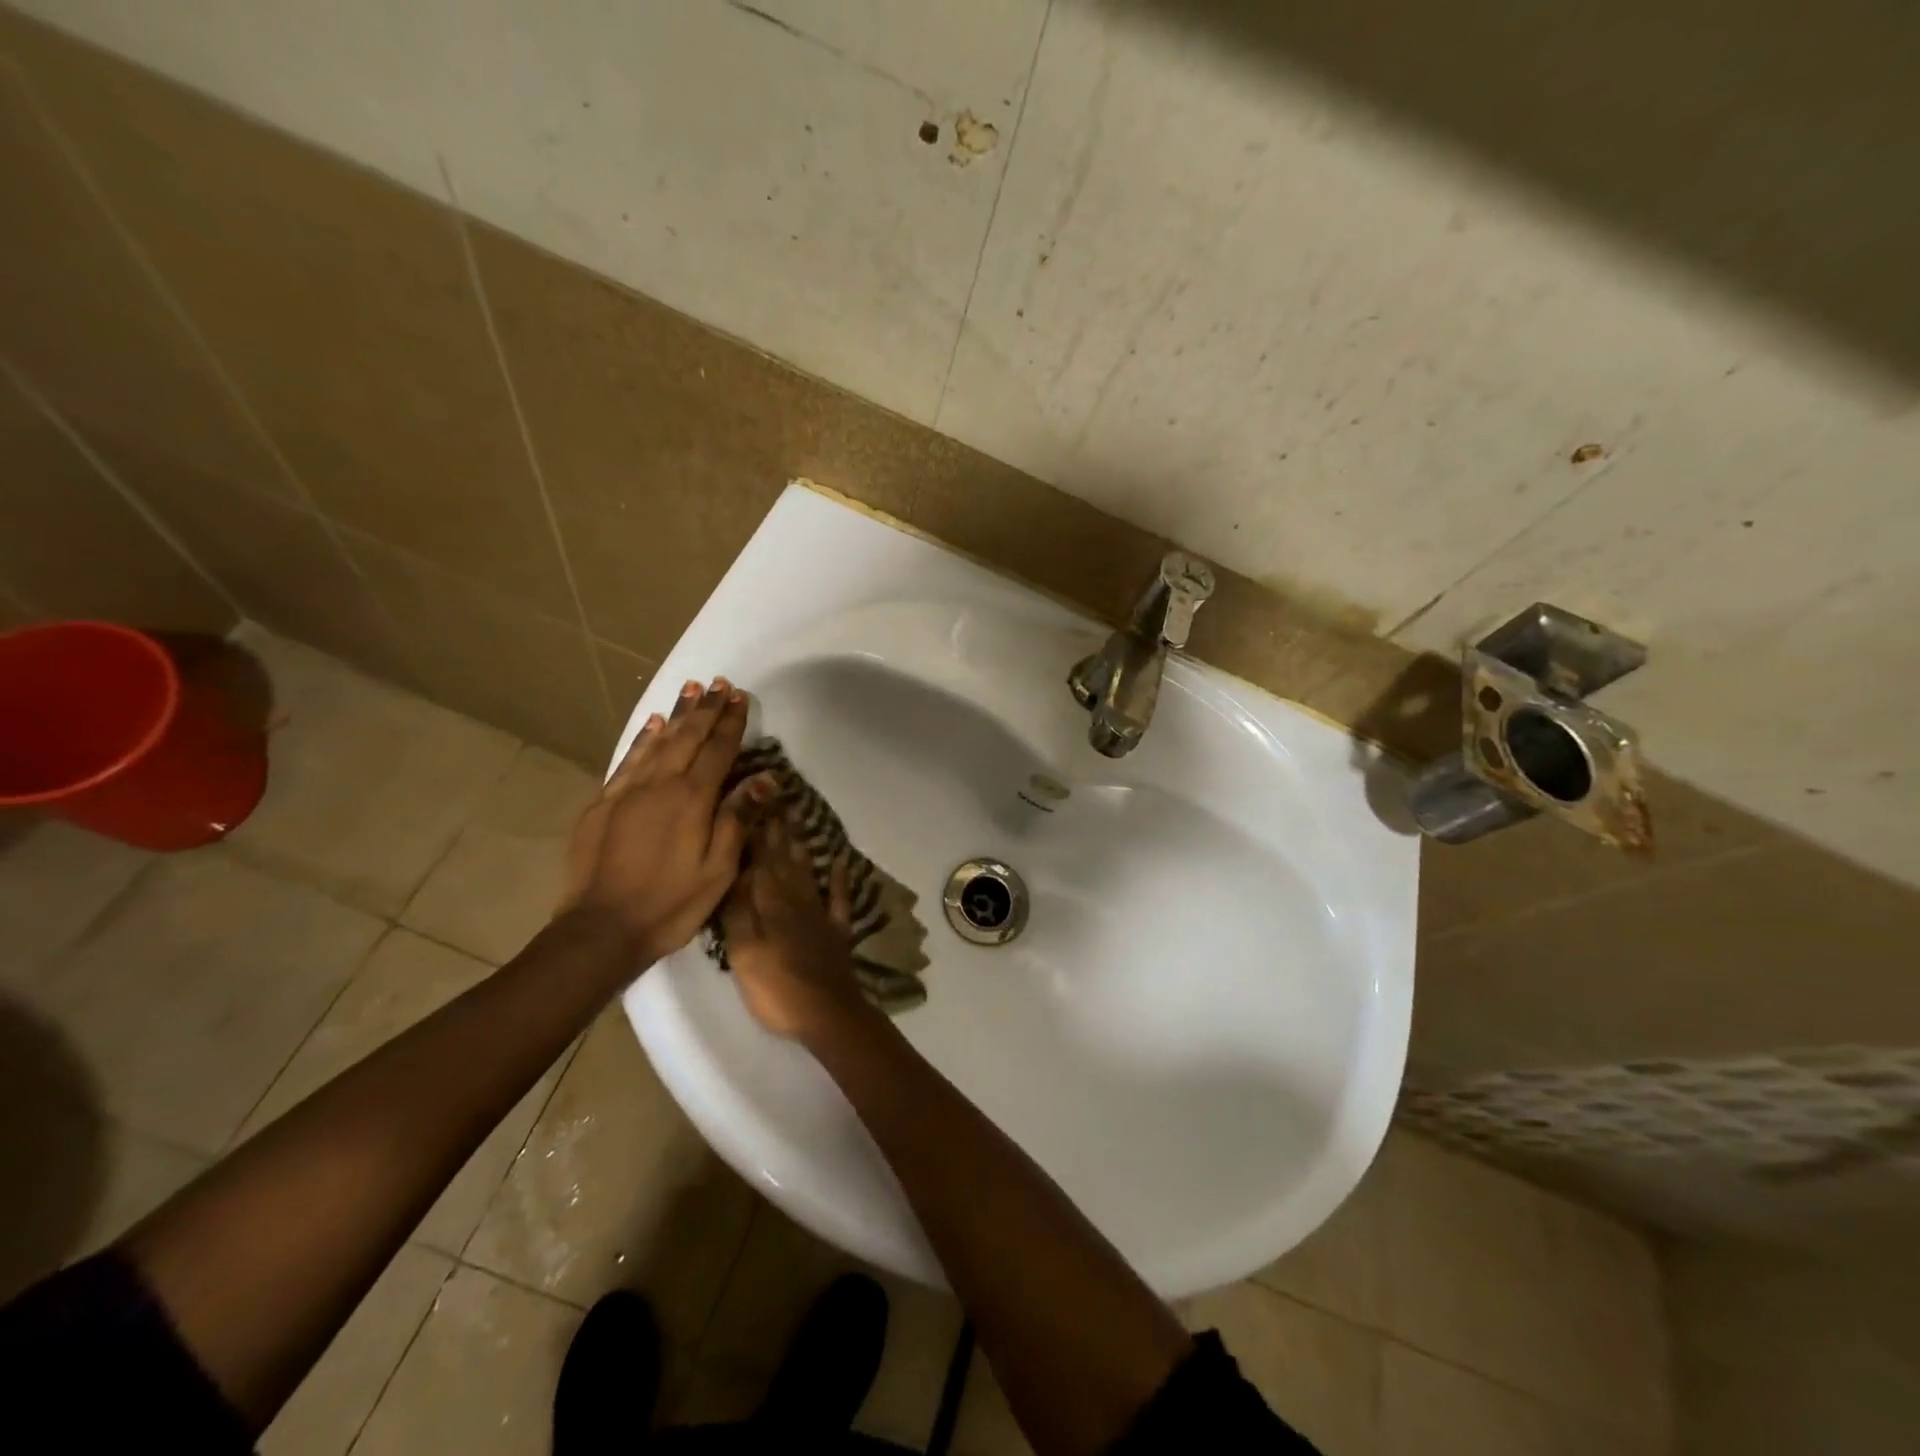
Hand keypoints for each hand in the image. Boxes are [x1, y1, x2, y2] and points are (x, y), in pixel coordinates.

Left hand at [559, 677, 772, 964]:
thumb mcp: (718, 870)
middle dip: (706, 709)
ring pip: (657, 742)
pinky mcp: (603, 804)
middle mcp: (660, 785)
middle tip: (718, 683)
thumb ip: (738, 818)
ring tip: (690, 689)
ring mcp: (627, 792)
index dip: (731, 723)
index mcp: (692, 800)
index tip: (740, 697)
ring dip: (676, 714)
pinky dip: (643, 738)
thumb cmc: (671, 904)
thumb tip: (764, 777)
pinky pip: (628, 760)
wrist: (600, 930)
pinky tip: (652, 724)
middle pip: (688, 737)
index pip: (718, 751)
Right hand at [720, 815, 872, 1044]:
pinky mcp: (836, 931)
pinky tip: (841, 860)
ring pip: (807, 871)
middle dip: (778, 828)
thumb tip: (735, 869)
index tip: (753, 799)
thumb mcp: (744, 950)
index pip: (761, 859)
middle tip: (776, 797)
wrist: (826, 1014)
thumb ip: (739, 909)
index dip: (756, 830)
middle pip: (785, 859)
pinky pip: (839, 898)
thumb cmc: (776, 986)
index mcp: (771, 902)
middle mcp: (796, 900)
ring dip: (801, 844)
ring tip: (797, 818)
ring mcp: (819, 914)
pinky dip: (840, 878)